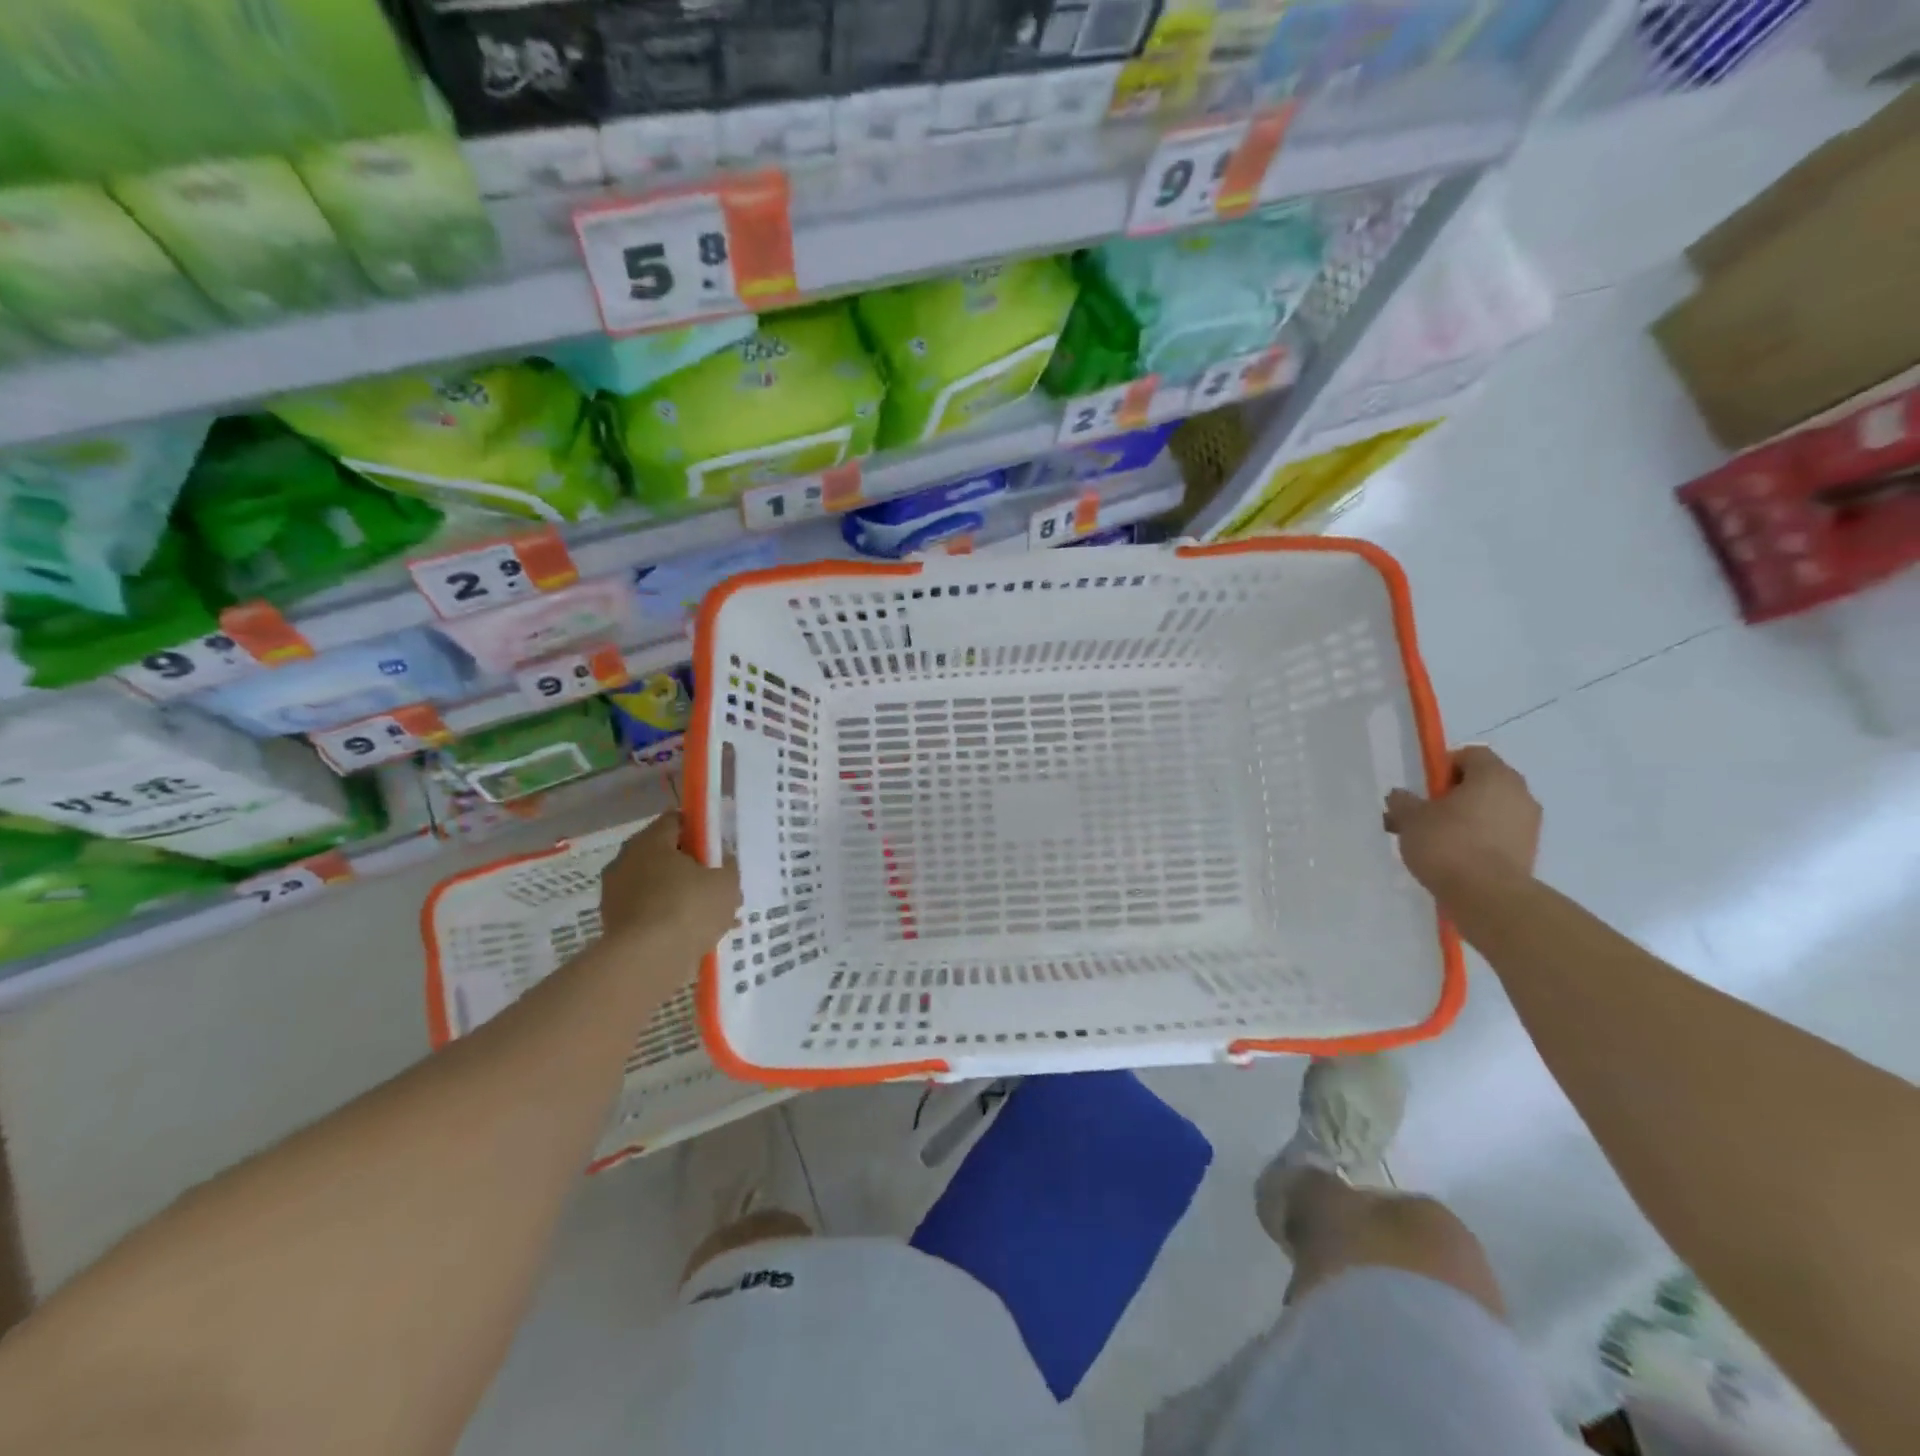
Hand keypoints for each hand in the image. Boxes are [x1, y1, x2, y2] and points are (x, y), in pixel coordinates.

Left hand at [597, 813, 741, 954]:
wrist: (645, 962)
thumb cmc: (688, 909)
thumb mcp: (725, 883)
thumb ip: (728, 865)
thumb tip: (722, 859)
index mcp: (650, 840)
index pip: (676, 820)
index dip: (700, 830)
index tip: (718, 848)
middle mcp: (625, 860)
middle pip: (663, 853)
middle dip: (689, 866)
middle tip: (714, 883)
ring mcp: (614, 893)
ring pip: (655, 885)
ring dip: (677, 894)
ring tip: (706, 915)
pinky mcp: (612, 923)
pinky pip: (646, 911)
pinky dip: (665, 917)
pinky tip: (689, 935)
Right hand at [1383, 745, 1541, 897]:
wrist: (1488, 897)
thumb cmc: (1447, 844)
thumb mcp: (1411, 818)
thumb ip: (1403, 801)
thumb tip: (1401, 796)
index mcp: (1494, 775)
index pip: (1471, 754)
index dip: (1444, 765)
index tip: (1425, 788)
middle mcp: (1519, 793)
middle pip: (1483, 782)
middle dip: (1453, 793)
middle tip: (1425, 813)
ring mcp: (1528, 824)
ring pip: (1490, 809)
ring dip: (1466, 817)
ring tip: (1435, 840)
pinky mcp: (1529, 851)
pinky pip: (1498, 833)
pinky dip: (1478, 838)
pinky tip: (1453, 857)